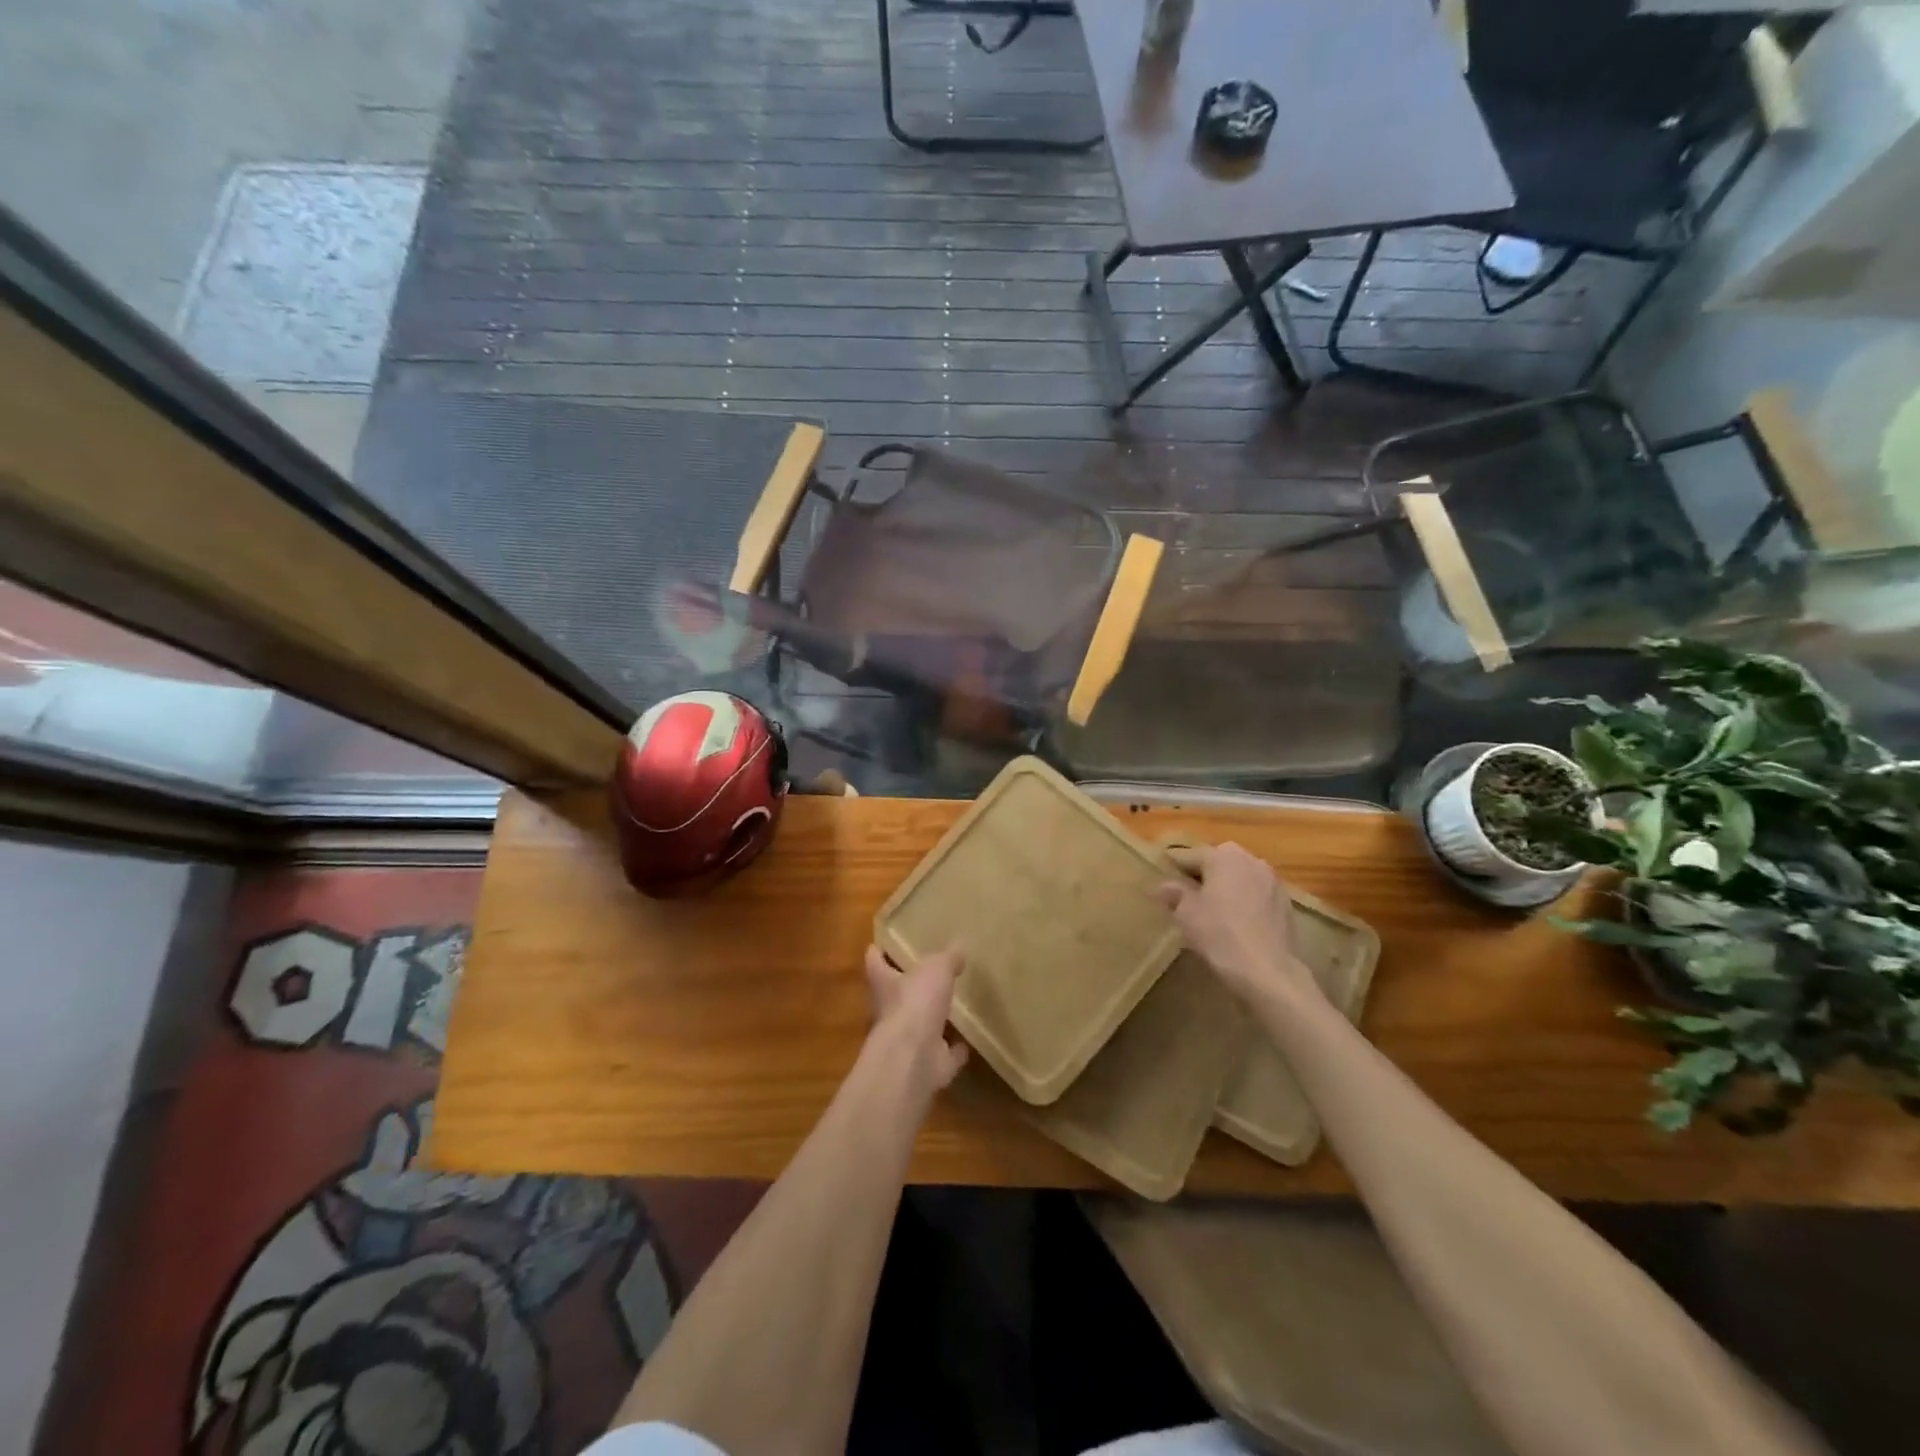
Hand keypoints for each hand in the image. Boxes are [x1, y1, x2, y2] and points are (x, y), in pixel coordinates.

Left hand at [863, 945, 969, 1096]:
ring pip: (920, 1025)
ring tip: (952, 1004)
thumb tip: (958, 947)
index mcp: (884, 983)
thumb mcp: (936, 968)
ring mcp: (907, 1040)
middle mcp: (889, 1012)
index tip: (878, 945)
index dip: (877, 953)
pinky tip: (966, 1042)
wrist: (914, 1057)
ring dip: (933, 1018)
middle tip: (928, 972)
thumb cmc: (915, 1002)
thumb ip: (947, 957)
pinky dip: (954, 1049)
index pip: (874, 963)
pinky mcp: (927, 1063)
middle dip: (908, 986)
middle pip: (895, 995)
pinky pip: (944, 1053)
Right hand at [1155, 843, 1321, 1006]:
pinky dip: (1244, 902)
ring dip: (1226, 887)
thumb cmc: (1219, 934)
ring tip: (1212, 909)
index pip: (1190, 855)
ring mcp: (1272, 881)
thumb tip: (1165, 885)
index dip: (1174, 867)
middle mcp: (1251, 860)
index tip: (1162, 878)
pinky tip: (1236, 922)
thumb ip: (1174, 893)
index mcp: (1223, 856)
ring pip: (1240, 878)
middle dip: (1203, 875)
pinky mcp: (1285, 904)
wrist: (1266, 970)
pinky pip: (1256, 895)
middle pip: (1219, 862)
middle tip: (1187, 894)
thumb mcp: (1185, 913)